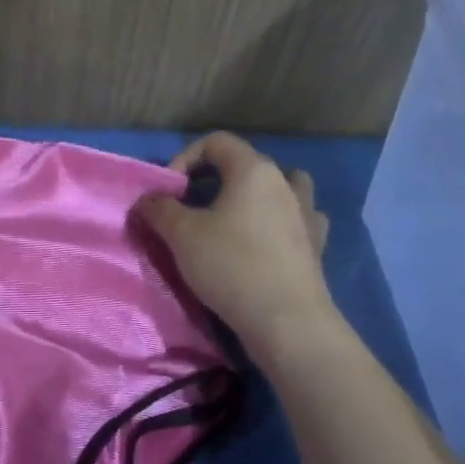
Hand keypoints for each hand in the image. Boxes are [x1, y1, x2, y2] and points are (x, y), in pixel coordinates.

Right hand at [136, 133, 336, 357]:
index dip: (185, 158)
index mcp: (254, 170)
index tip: (169, 191)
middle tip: (190, 207)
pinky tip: (267, 238)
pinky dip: (281, 221)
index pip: (217, 142)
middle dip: (213, 179)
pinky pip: (297, 218)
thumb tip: (148, 200)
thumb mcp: (181, 235)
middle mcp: (285, 183)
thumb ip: (159, 209)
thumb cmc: (231, 266)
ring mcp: (306, 213)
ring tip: (234, 216)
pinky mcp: (316, 244)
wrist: (287, 321)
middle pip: (246, 163)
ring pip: (281, 186)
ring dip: (255, 194)